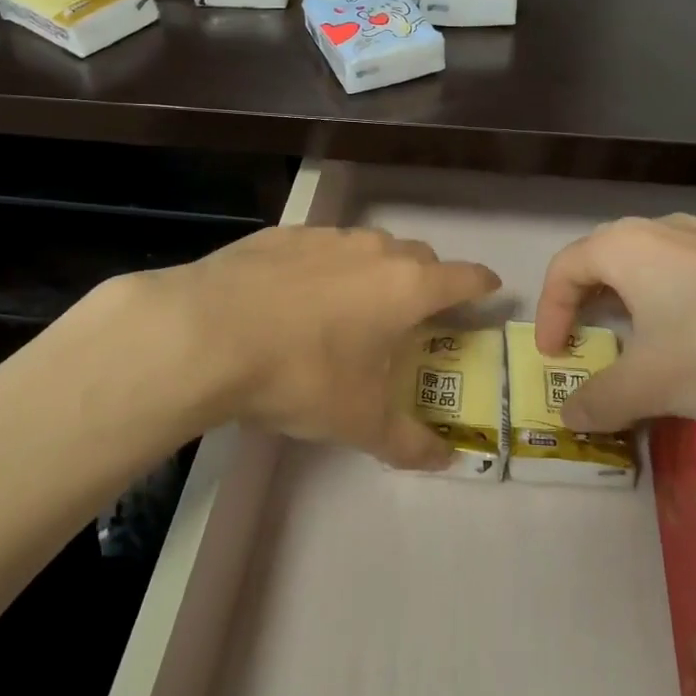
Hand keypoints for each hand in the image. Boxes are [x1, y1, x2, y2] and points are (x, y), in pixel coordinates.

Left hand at [91, 226, 500, 468]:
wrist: (206, 332)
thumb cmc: (300, 374)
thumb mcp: (358, 421)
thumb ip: (408, 442)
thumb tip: (445, 461)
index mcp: (406, 287)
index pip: (463, 276)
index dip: (481, 284)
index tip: (489, 290)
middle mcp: (373, 250)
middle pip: (418, 256)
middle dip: (426, 279)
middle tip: (415, 313)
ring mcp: (325, 236)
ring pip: (368, 246)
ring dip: (374, 270)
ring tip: (353, 305)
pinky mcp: (282, 234)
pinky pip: (320, 246)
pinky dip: (325, 266)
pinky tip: (297, 294)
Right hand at [535, 214, 695, 431]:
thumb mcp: (651, 386)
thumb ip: (600, 400)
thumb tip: (569, 417)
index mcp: (626, 246)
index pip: (565, 269)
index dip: (549, 312)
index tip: (555, 355)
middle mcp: (664, 228)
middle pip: (606, 258)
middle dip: (588, 300)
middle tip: (589, 339)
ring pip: (653, 261)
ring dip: (634, 298)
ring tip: (644, 338)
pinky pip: (695, 269)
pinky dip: (678, 298)